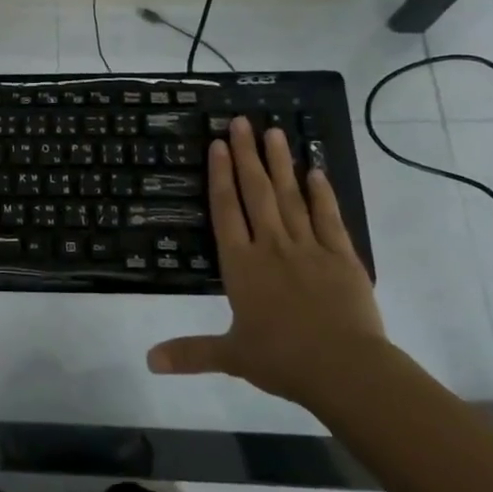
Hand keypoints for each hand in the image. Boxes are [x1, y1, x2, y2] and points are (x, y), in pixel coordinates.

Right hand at [147, 117, 386, 408]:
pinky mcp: (341, 256)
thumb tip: (147, 361)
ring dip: (281, 163)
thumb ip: (190, 353)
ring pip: (291, 196)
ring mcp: (308, 247)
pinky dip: (321, 192)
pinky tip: (316, 170)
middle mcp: (271, 246)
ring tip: (275, 132)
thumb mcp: (231, 357)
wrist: (345, 369)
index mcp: (241, 265)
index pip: (226, 210)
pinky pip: (328, 217)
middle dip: (247, 155)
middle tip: (243, 121)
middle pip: (256, 192)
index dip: (220, 176)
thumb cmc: (282, 359)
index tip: (218, 145)